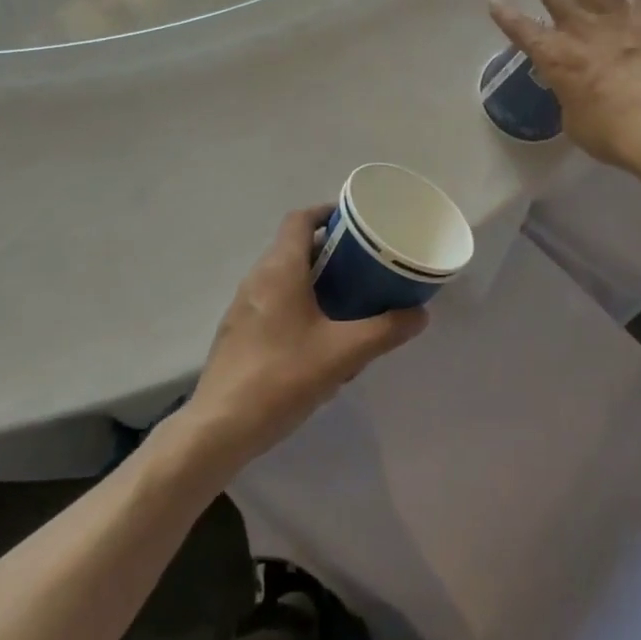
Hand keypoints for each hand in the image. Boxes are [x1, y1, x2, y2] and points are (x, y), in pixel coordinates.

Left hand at [179, 207, 428, 471]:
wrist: (220, 427)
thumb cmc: (283, 377)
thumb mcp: (344, 353)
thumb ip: (385, 330)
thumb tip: (420, 313)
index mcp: (280, 269)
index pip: (300, 219)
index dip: (327, 212)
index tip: (356, 222)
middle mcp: (257, 278)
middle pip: (294, 247)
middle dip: (330, 251)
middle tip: (364, 264)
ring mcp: (243, 306)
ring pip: (284, 277)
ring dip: (314, 281)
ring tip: (348, 301)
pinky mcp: (238, 333)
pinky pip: (273, 303)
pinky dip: (298, 305)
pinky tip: (319, 340)